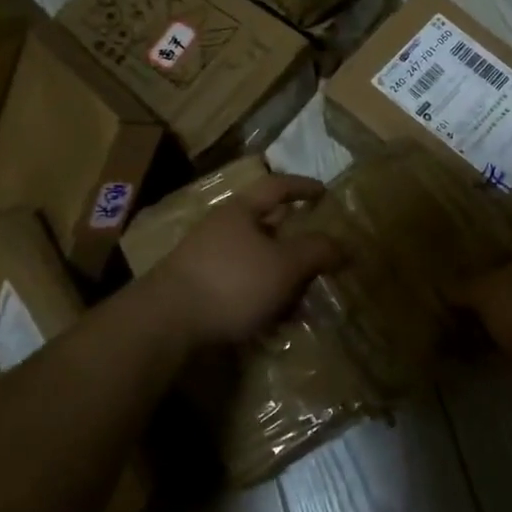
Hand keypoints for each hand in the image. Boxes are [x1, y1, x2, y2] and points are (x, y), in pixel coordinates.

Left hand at [147, 175, 344, 346]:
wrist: (165, 323)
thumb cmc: (232, 282)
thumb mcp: (285, 265)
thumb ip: (318, 251)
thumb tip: (346, 245)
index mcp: (241, 211)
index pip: (277, 187)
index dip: (303, 187)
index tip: (324, 193)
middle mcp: (221, 229)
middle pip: (266, 227)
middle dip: (294, 242)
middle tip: (319, 257)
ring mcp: (204, 259)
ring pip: (254, 260)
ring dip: (279, 276)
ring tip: (301, 298)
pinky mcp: (196, 289)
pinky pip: (239, 286)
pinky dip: (260, 297)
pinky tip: (272, 321)